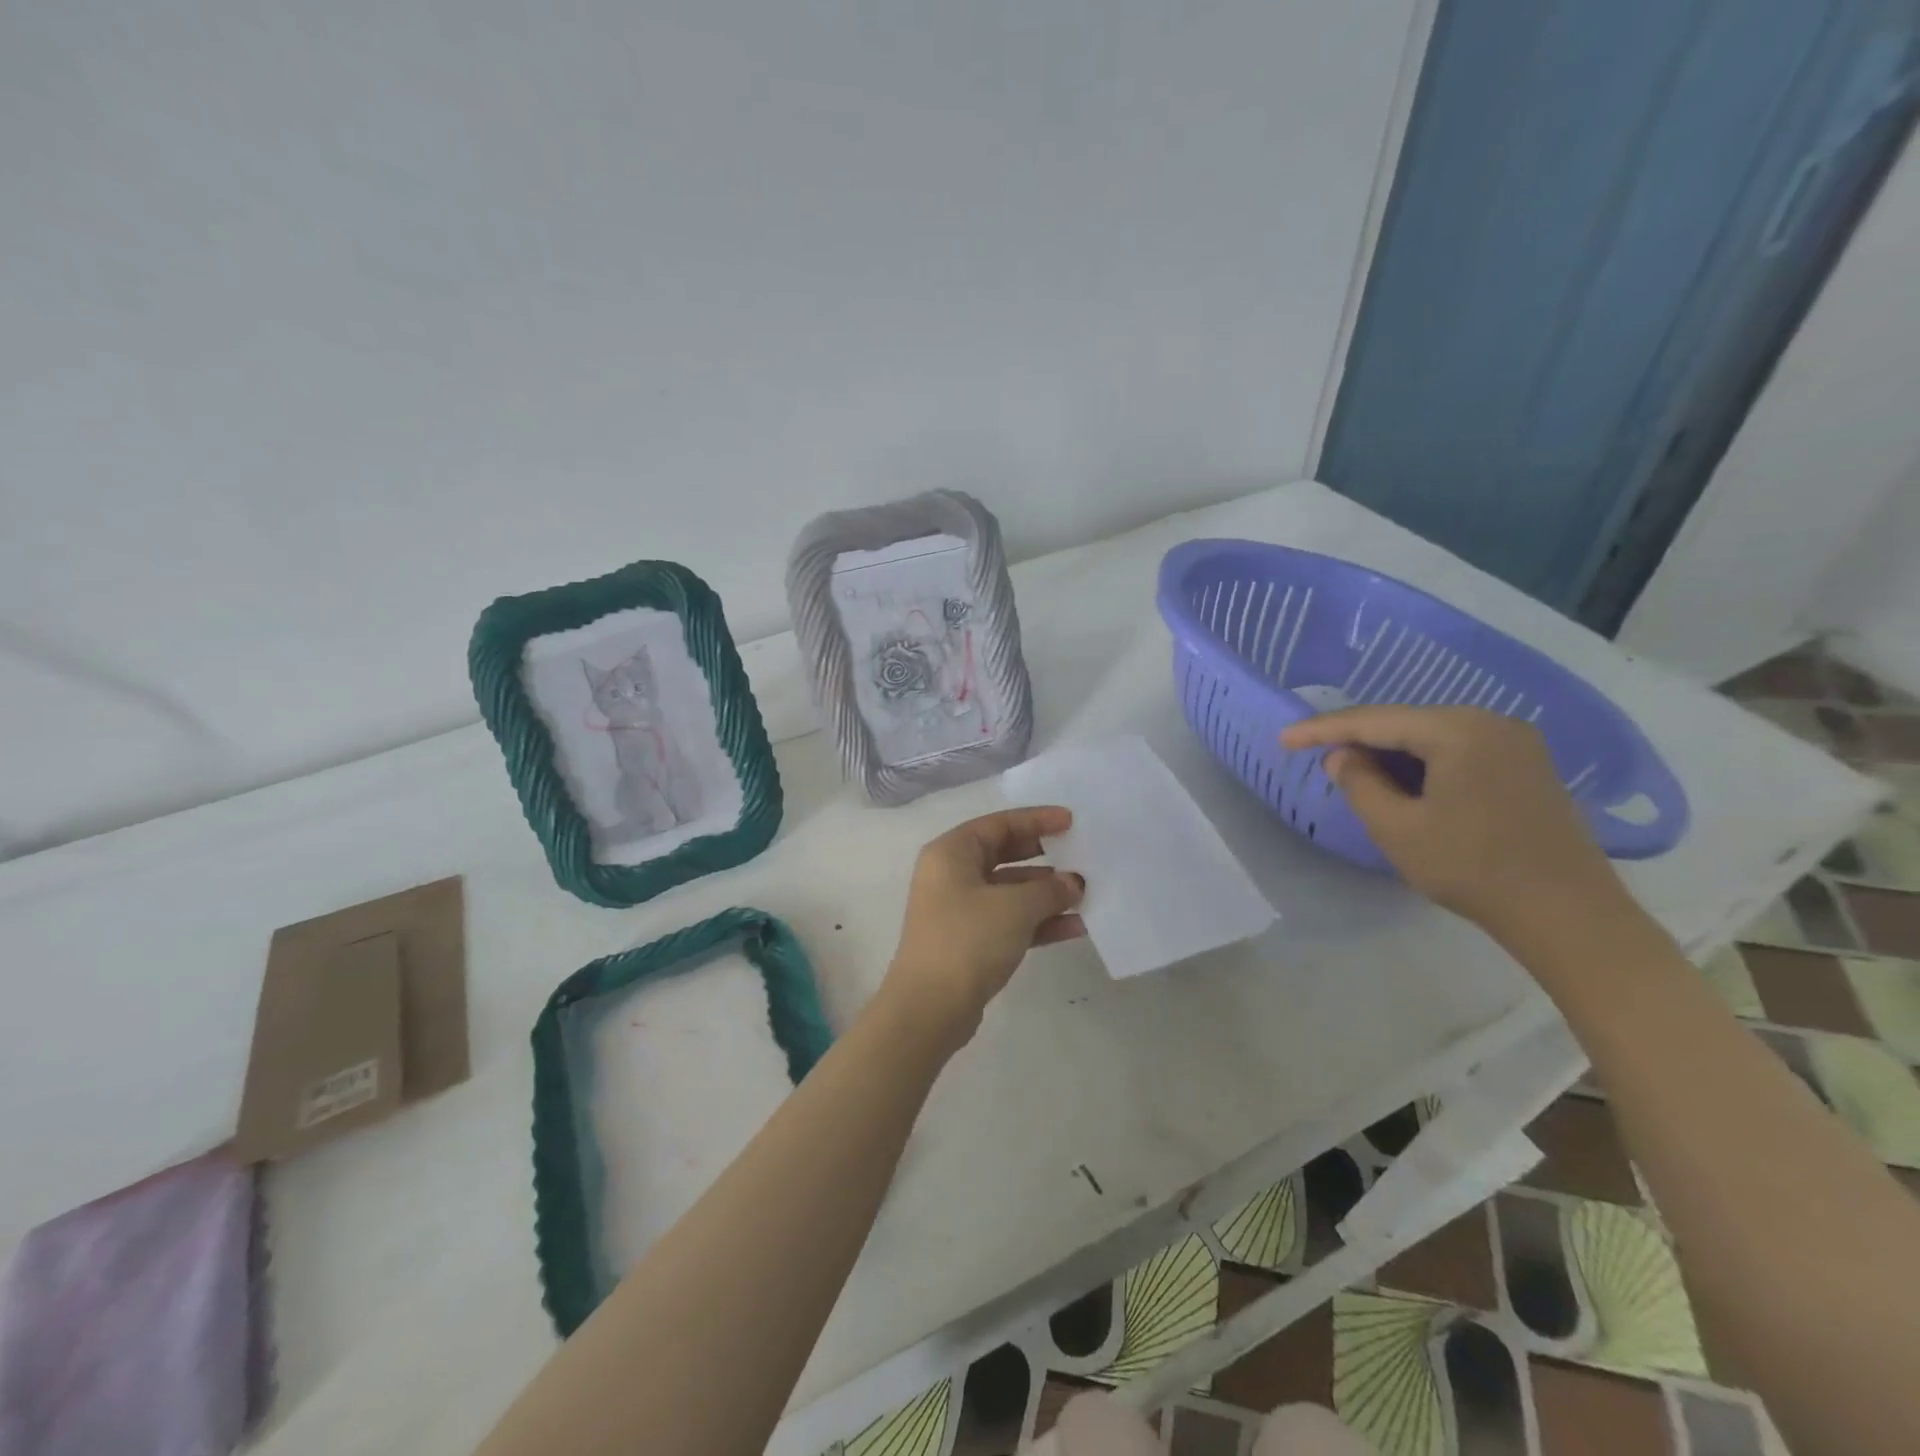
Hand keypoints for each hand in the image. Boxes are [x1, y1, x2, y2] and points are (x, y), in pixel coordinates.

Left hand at [886, 806, 1085, 1045]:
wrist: (930, 1008)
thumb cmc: (968, 940)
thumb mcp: (1015, 907)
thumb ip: (1049, 889)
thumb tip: (1072, 883)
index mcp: (951, 853)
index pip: (999, 824)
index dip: (1036, 820)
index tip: (1071, 822)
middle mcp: (951, 875)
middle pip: (1004, 855)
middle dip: (1045, 857)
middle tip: (1081, 856)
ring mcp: (959, 910)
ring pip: (1010, 891)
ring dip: (1046, 893)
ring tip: (1086, 895)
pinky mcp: (969, 941)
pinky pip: (1009, 920)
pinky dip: (1038, 922)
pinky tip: (1075, 927)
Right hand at [1280, 706, 1629, 944]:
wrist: (1568, 915)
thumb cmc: (1472, 868)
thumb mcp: (1397, 828)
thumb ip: (1359, 783)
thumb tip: (1341, 756)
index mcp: (1458, 730)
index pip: (1374, 720)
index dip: (1323, 729)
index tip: (1284, 739)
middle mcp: (1490, 722)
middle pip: (1405, 723)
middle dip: (1358, 740)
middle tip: (1315, 756)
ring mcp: (1515, 743)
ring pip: (1431, 738)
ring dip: (1390, 754)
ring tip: (1352, 772)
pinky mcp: (1527, 767)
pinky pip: (1458, 751)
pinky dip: (1422, 764)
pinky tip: (1402, 783)